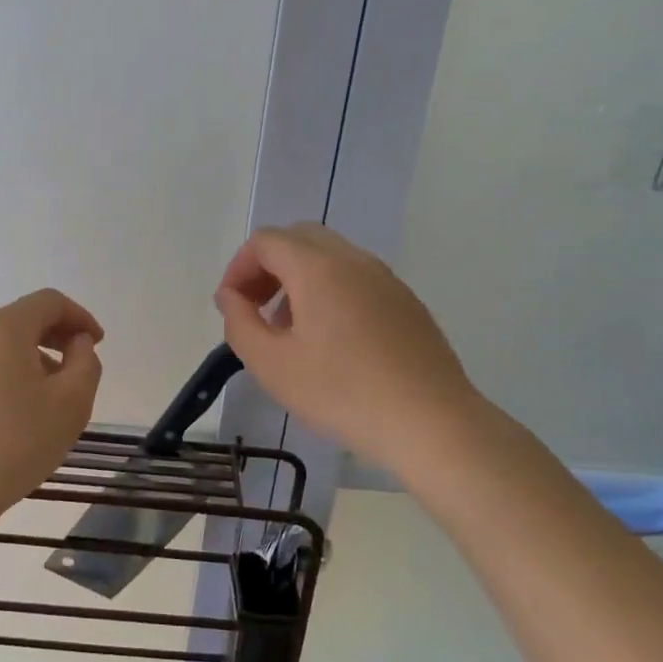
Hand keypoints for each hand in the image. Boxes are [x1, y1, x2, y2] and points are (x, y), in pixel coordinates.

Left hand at [0, 289, 103, 528]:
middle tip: (80, 367)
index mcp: (4, 328)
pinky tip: (21, 412)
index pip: (49, 301)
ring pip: (3, 344)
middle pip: (23, 318)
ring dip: (35, 357)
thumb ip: (85, 362)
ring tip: (53, 396)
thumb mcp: (71, 402)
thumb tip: (76, 343)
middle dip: (57, 336)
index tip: (98, 344)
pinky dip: (10, 373)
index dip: (80, 316)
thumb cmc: (15, 442)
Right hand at [215, 224, 476, 474]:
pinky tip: (332, 342)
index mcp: (317, 267)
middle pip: (298, 239)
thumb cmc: (342, 393)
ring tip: (290, 330)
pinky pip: (356, 278)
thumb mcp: (272, 365)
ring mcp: (385, 278)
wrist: (431, 422)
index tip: (232, 308)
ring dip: (298, 279)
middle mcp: (353, 259)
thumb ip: (239, 323)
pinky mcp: (406, 301)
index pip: (265, 241)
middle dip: (267, 267)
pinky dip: (329, 291)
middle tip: (256, 309)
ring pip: (329, 257)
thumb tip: (231, 296)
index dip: (238, 268)